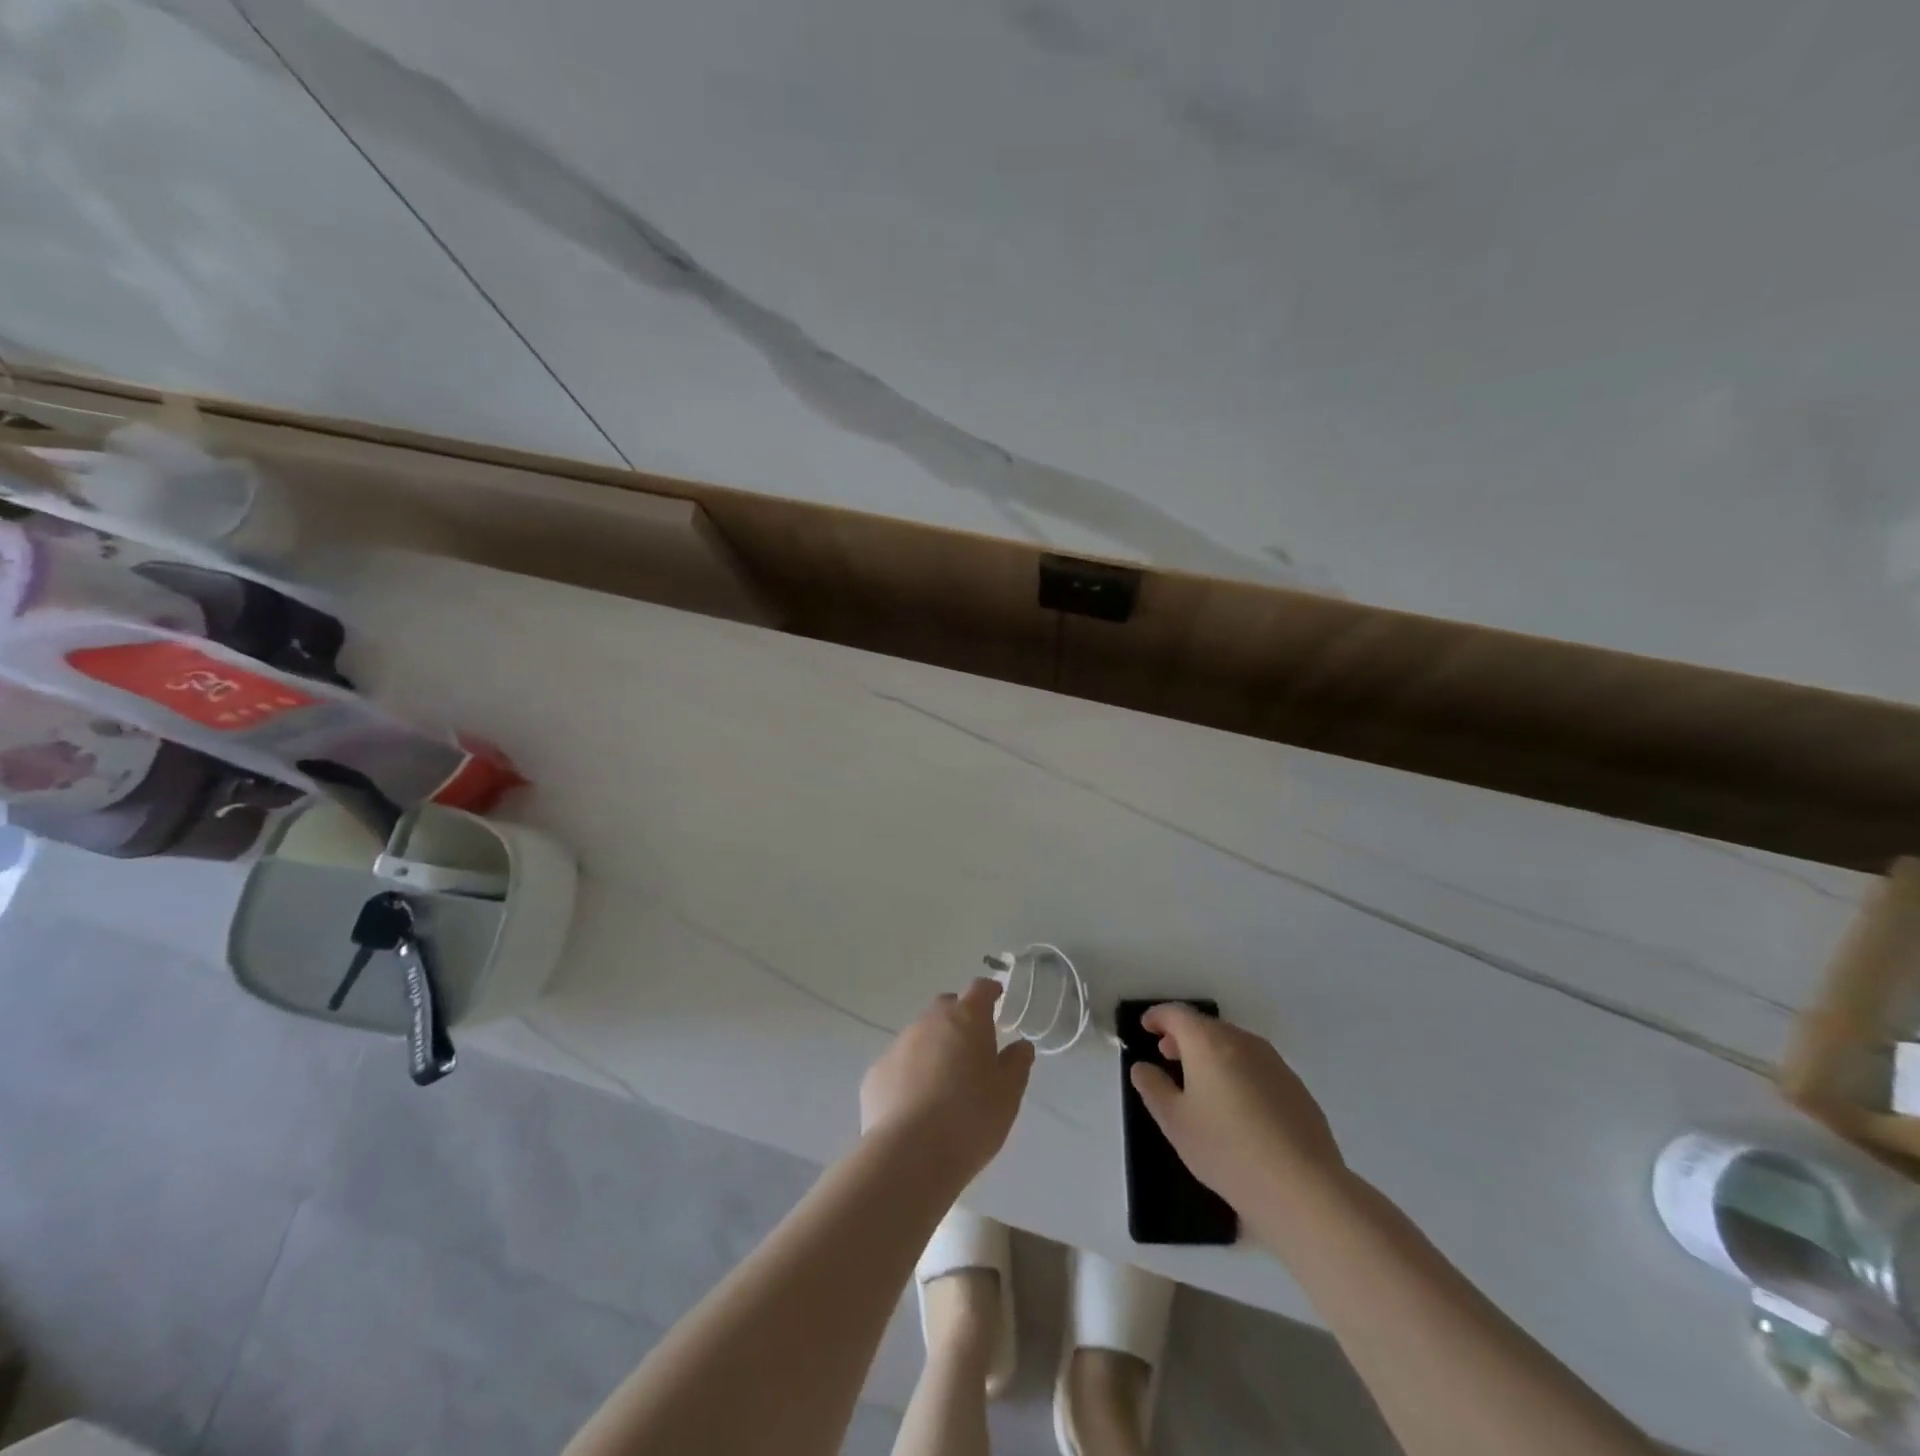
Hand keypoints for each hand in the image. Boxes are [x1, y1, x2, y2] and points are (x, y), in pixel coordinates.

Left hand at [861, 978, 1034, 1181]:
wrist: (909, 1156)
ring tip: (945, 1082)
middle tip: (972, 1047)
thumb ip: (1016, 1064)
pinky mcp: (876, 1073)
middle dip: (960, 1018)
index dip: (989, 992)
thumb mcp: (1008, 1095)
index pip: (980, 989)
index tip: (997, 1000)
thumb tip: (1020, 1046)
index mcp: (966, 1019)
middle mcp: (929, 1022)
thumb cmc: (970, 1119)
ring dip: (934, 1047)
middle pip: (946, 1007)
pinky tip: (917, 1104)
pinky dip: (911, 1073)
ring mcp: (898, 1045)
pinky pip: (900, 1063)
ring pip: (921, 1035)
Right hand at [1130, 1005, 1343, 1212]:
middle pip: (1207, 1026)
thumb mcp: (1175, 1122)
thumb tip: (1143, 1067)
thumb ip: (1153, 1088)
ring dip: (1212, 1054)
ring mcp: (1274, 1063)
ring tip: (1200, 1083)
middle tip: (1167, 1056)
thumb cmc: (1227, 1150)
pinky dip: (1238, 1072)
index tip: (1146, 1027)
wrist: (1303, 1188)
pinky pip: (1256, 1067)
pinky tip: (1237, 1108)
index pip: (1177, 1014)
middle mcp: (1243, 1041)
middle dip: (1184, 1037)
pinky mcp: (1296, 1088)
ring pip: (1234, 1045)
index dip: (1158, 1017)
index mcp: (1209, 1042)